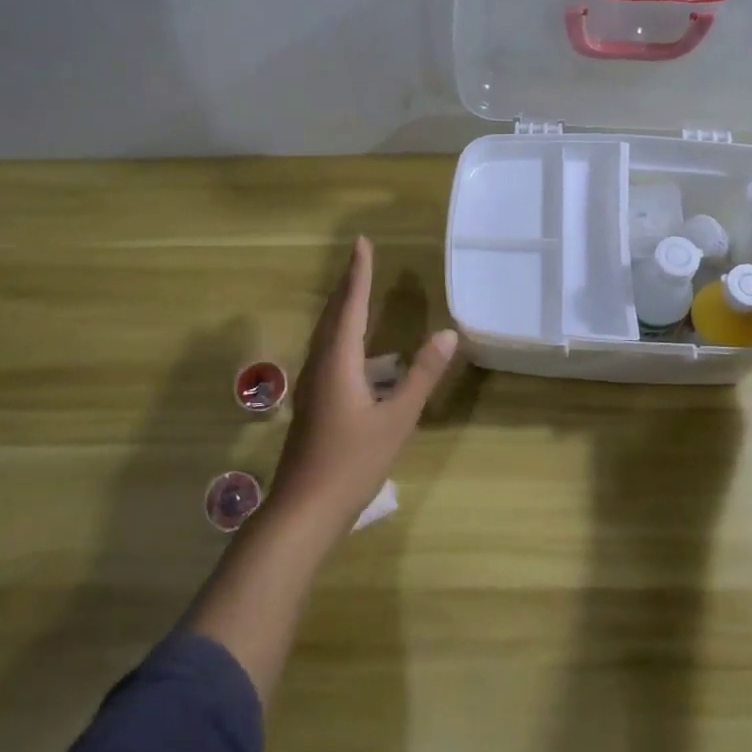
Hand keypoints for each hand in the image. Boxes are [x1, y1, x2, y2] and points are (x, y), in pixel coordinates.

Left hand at [268, 237, 458, 536]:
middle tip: (361, 258)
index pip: (352, 304)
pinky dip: (341, 334)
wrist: (304, 509)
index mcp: (338, 360)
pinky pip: (326, 351)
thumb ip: (422, 375)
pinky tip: (353, 348)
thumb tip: (447, 333)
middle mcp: (320, 363)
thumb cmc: (353, 462)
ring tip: (358, 292)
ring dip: (343, 308)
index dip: (359, 273)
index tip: (362, 242)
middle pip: (334, 313)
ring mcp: (311, 384)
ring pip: (327, 333)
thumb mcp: (397, 419)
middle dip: (349, 284)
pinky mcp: (312, 401)